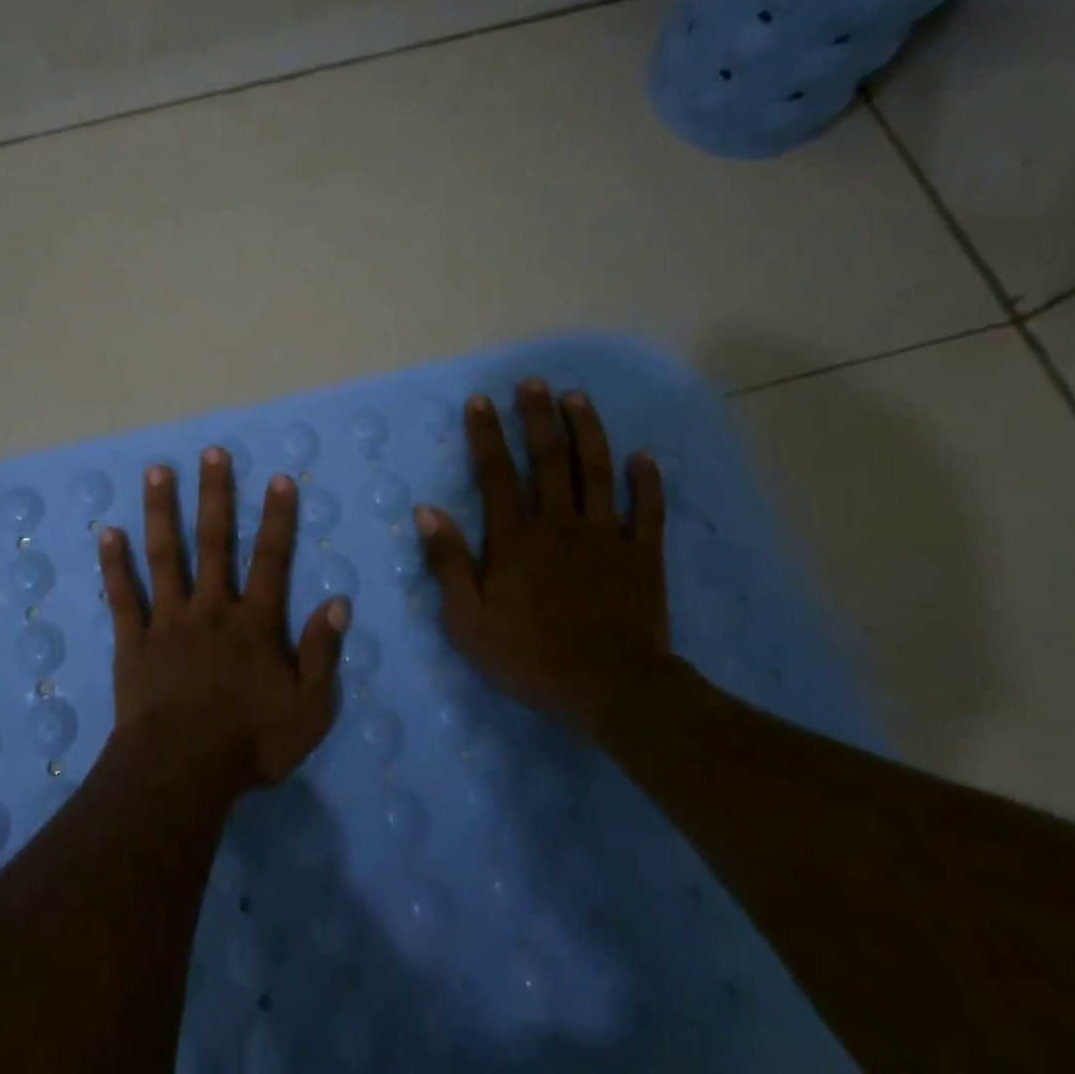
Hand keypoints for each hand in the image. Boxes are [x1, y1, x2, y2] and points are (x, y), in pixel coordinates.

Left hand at [99, 448, 348, 792]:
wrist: (182, 771)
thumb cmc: (250, 743)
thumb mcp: (309, 709)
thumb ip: (323, 654)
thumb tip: (338, 603)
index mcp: (254, 623)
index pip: (271, 559)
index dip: (277, 518)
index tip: (278, 479)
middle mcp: (211, 609)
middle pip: (214, 542)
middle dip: (215, 495)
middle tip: (211, 453)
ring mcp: (169, 621)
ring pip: (165, 556)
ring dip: (161, 512)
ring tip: (156, 472)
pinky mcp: (134, 641)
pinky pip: (123, 596)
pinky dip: (114, 565)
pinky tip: (107, 533)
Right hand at [415, 381, 672, 737]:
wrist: (613, 691)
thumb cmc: (531, 658)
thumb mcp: (468, 621)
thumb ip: (449, 563)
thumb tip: (427, 512)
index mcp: (515, 539)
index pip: (496, 474)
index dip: (486, 435)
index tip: (480, 401)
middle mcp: (560, 524)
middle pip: (549, 459)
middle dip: (538, 417)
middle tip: (533, 383)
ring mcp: (606, 536)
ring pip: (597, 471)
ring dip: (587, 431)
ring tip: (577, 398)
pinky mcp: (643, 556)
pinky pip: (647, 510)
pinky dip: (647, 481)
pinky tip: (644, 456)